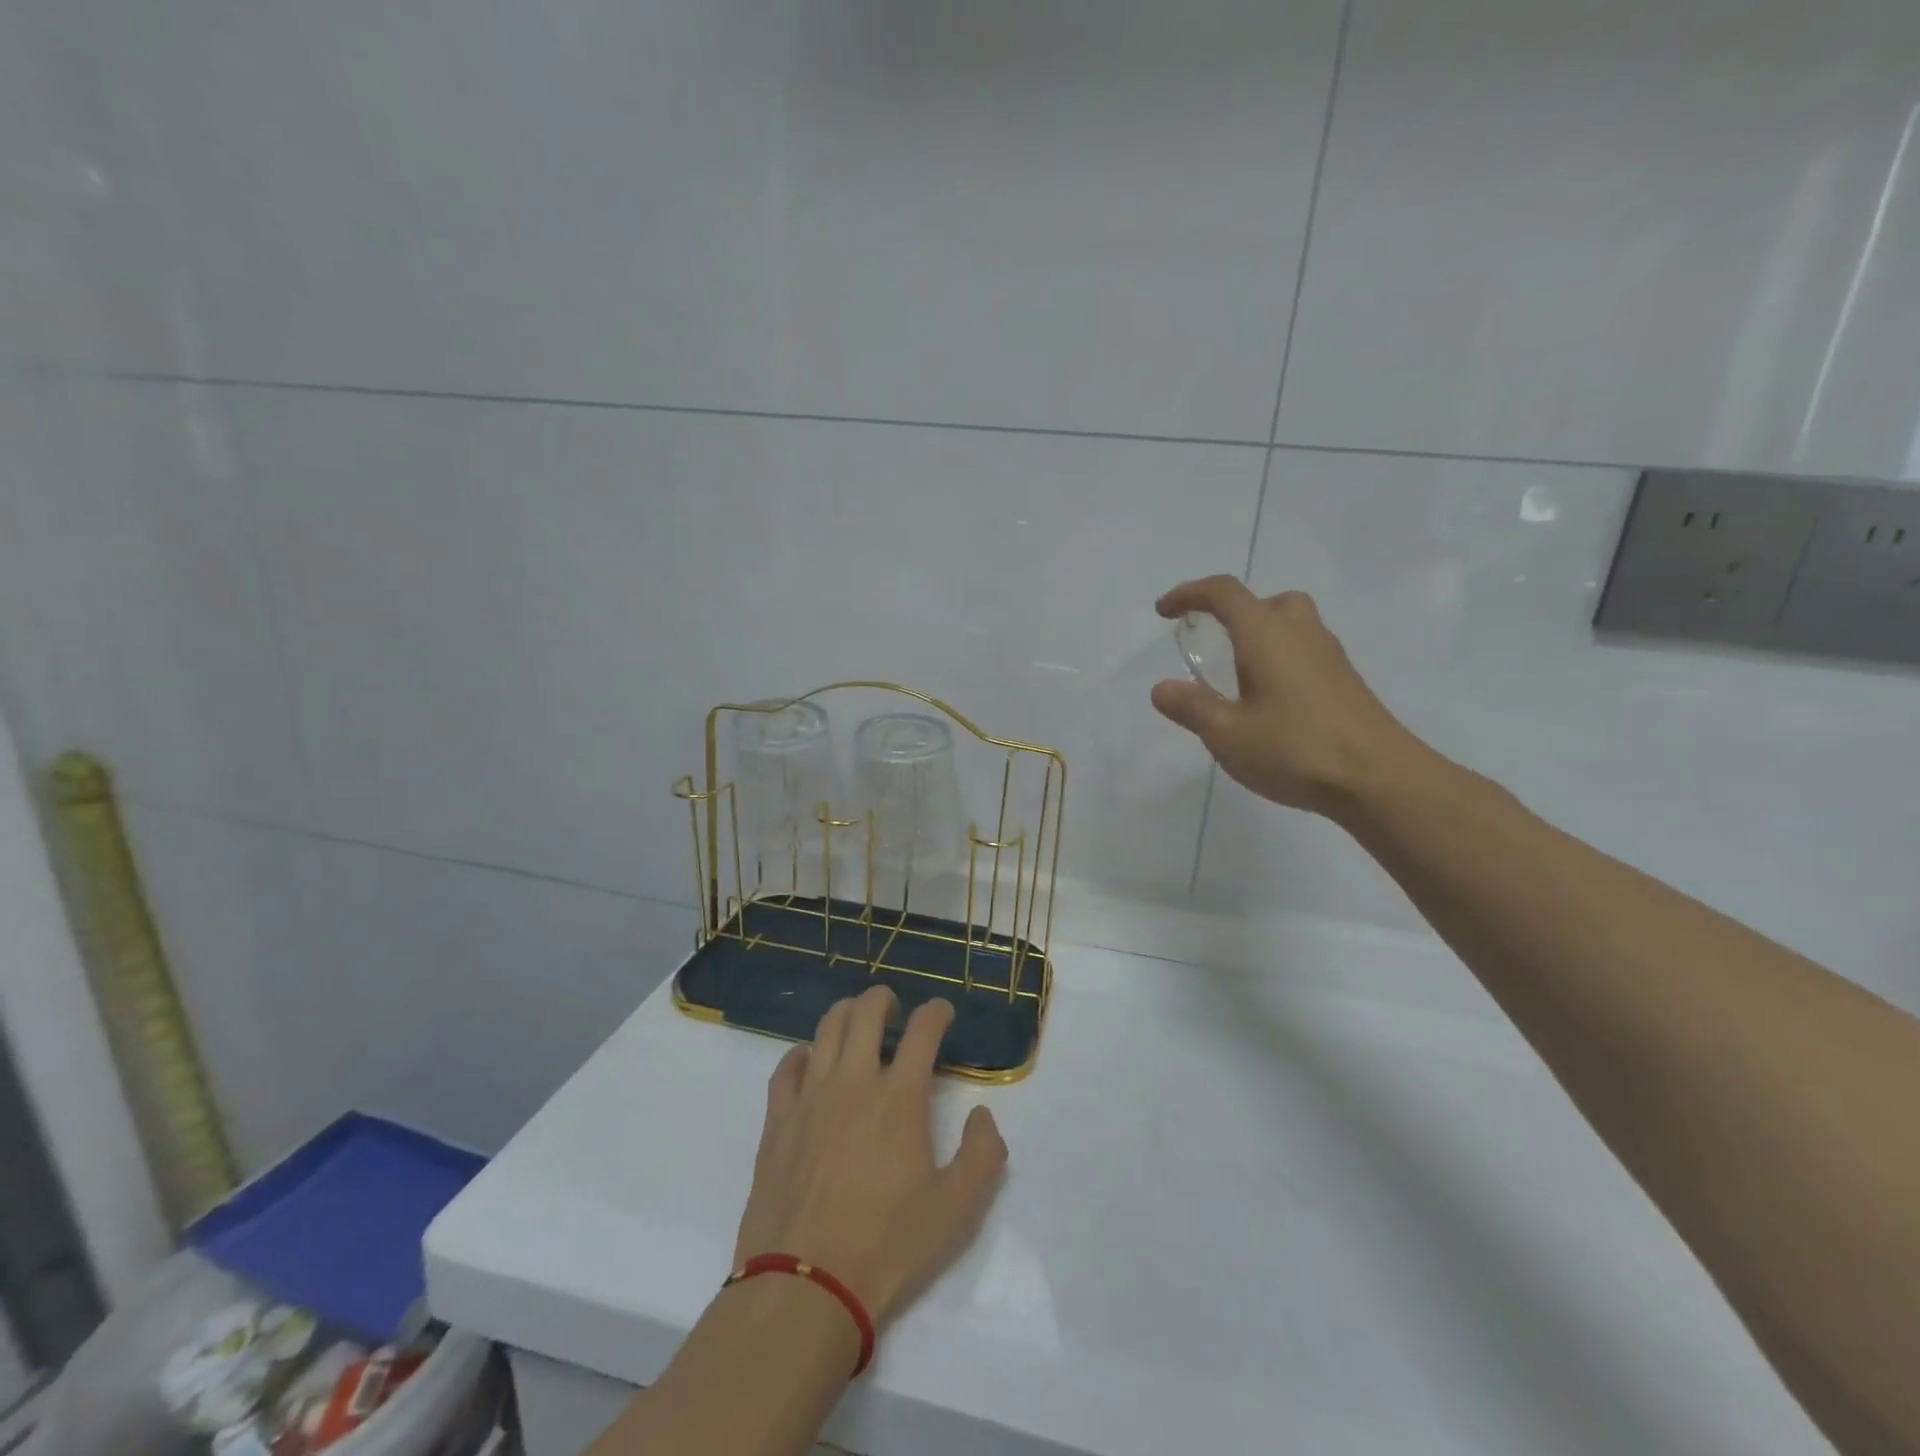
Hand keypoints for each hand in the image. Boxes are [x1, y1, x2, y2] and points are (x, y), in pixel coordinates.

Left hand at [733, 987, 1007, 1328]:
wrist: (804, 1287)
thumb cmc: (887, 1246)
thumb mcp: (956, 1210)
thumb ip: (982, 1154)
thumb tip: (982, 1114)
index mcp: (899, 1098)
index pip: (922, 1031)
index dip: (936, 1012)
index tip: (942, 1012)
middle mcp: (853, 1082)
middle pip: (866, 1013)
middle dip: (884, 999)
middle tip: (894, 1007)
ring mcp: (810, 1098)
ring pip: (825, 1030)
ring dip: (845, 1013)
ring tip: (855, 1018)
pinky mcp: (777, 1121)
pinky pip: (786, 1068)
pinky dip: (801, 1053)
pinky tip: (808, 1060)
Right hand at [1151, 575, 1420, 815]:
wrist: (1379, 778)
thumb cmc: (1295, 749)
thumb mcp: (1227, 734)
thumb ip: (1192, 707)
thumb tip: (1161, 688)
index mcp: (1266, 636)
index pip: (1224, 593)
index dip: (1190, 594)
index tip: (1164, 612)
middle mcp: (1301, 634)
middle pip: (1268, 601)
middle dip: (1236, 612)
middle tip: (1215, 641)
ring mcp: (1330, 658)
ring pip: (1294, 625)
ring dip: (1262, 636)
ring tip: (1241, 675)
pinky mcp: (1346, 683)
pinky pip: (1307, 652)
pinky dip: (1283, 660)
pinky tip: (1273, 703)